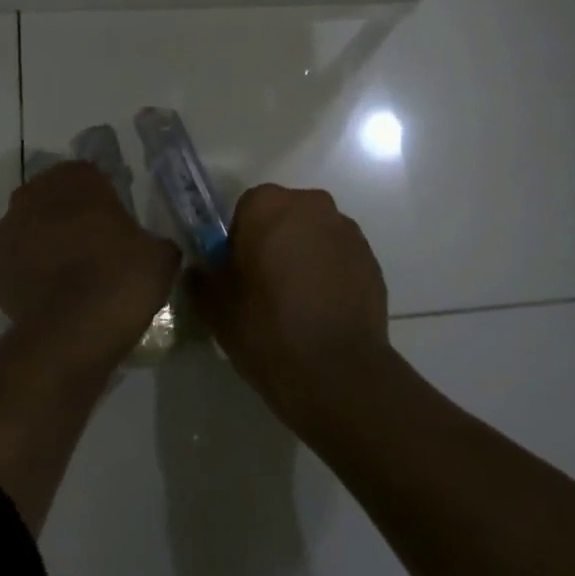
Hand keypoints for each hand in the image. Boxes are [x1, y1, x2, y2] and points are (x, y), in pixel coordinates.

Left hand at [0, 161, 180, 353]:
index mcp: (77, 181)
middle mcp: (37, 195)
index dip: (104, 192)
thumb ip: (155, 240)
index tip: (119, 216)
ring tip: (75, 267)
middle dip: (72, 211)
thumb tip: (150, 247)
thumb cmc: (120, 280)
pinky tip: (56, 289)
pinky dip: (35, 267)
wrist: (71, 334)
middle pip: (55, 194)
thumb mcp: (161, 256)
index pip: (89, 172)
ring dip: (50, 237)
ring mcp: (10, 231)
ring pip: (33, 223)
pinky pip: (20, 258)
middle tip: (97, 240)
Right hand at [192, 184, 394, 430]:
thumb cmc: (265, 327)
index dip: (239, 239)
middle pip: (285, 216)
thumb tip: (202, 271)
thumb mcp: (214, 306)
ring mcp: (348, 232)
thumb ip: (203, 278)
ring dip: (305, 256)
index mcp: (268, 205)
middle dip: (275, 241)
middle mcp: (312, 206)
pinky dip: (330, 275)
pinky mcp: (372, 260)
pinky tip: (322, 311)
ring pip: (315, 236)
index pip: (246, 208)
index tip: (238, 271)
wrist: (335, 370)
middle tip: (264, 285)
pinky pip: (339, 258)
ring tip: (297, 302)